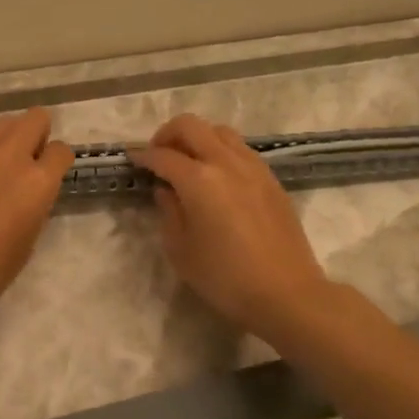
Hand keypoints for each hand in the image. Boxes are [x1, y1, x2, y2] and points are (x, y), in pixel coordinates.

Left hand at [0, 108, 74, 329]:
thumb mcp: (26, 245)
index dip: (56, 164)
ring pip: (2, 121)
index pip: (61, 152)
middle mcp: (12, 155)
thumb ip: (34, 209)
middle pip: (36, 118)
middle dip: (36, 137)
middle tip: (24, 164)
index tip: (48, 178)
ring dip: (5, 139)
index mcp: (39, 183)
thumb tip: (28, 195)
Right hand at [129, 113, 330, 342]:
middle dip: (168, 134)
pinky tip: (217, 176)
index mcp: (199, 180)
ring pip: (219, 131)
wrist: (286, 293)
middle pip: (191, 126)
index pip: (163, 155)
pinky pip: (240, 149)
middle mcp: (226, 162)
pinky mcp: (271, 179)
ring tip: (189, 162)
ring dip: (198, 138)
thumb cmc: (225, 278)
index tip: (132, 159)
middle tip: (158, 155)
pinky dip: (221, 150)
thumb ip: (169, 212)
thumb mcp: (181, 250)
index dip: (142, 155)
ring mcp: (253, 167)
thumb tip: (166, 190)